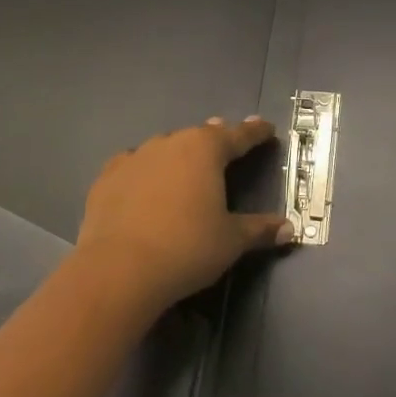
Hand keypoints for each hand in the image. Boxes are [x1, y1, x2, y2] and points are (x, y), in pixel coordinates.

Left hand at [75, 117, 293, 314]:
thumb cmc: (187, 248)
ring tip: (186, 163)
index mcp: (205, 150)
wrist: (119, 269)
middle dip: (215, 138)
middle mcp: (170, 143)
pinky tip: (143, 181)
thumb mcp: (231, 241)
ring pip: (165, 147)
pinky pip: (133, 165)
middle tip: (226, 142)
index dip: (255, 132)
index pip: (238, 135)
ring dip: (179, 153)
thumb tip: (289, 229)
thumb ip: (259, 229)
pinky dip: (144, 170)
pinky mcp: (107, 177)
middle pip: (199, 136)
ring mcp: (135, 157)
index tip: (266, 127)